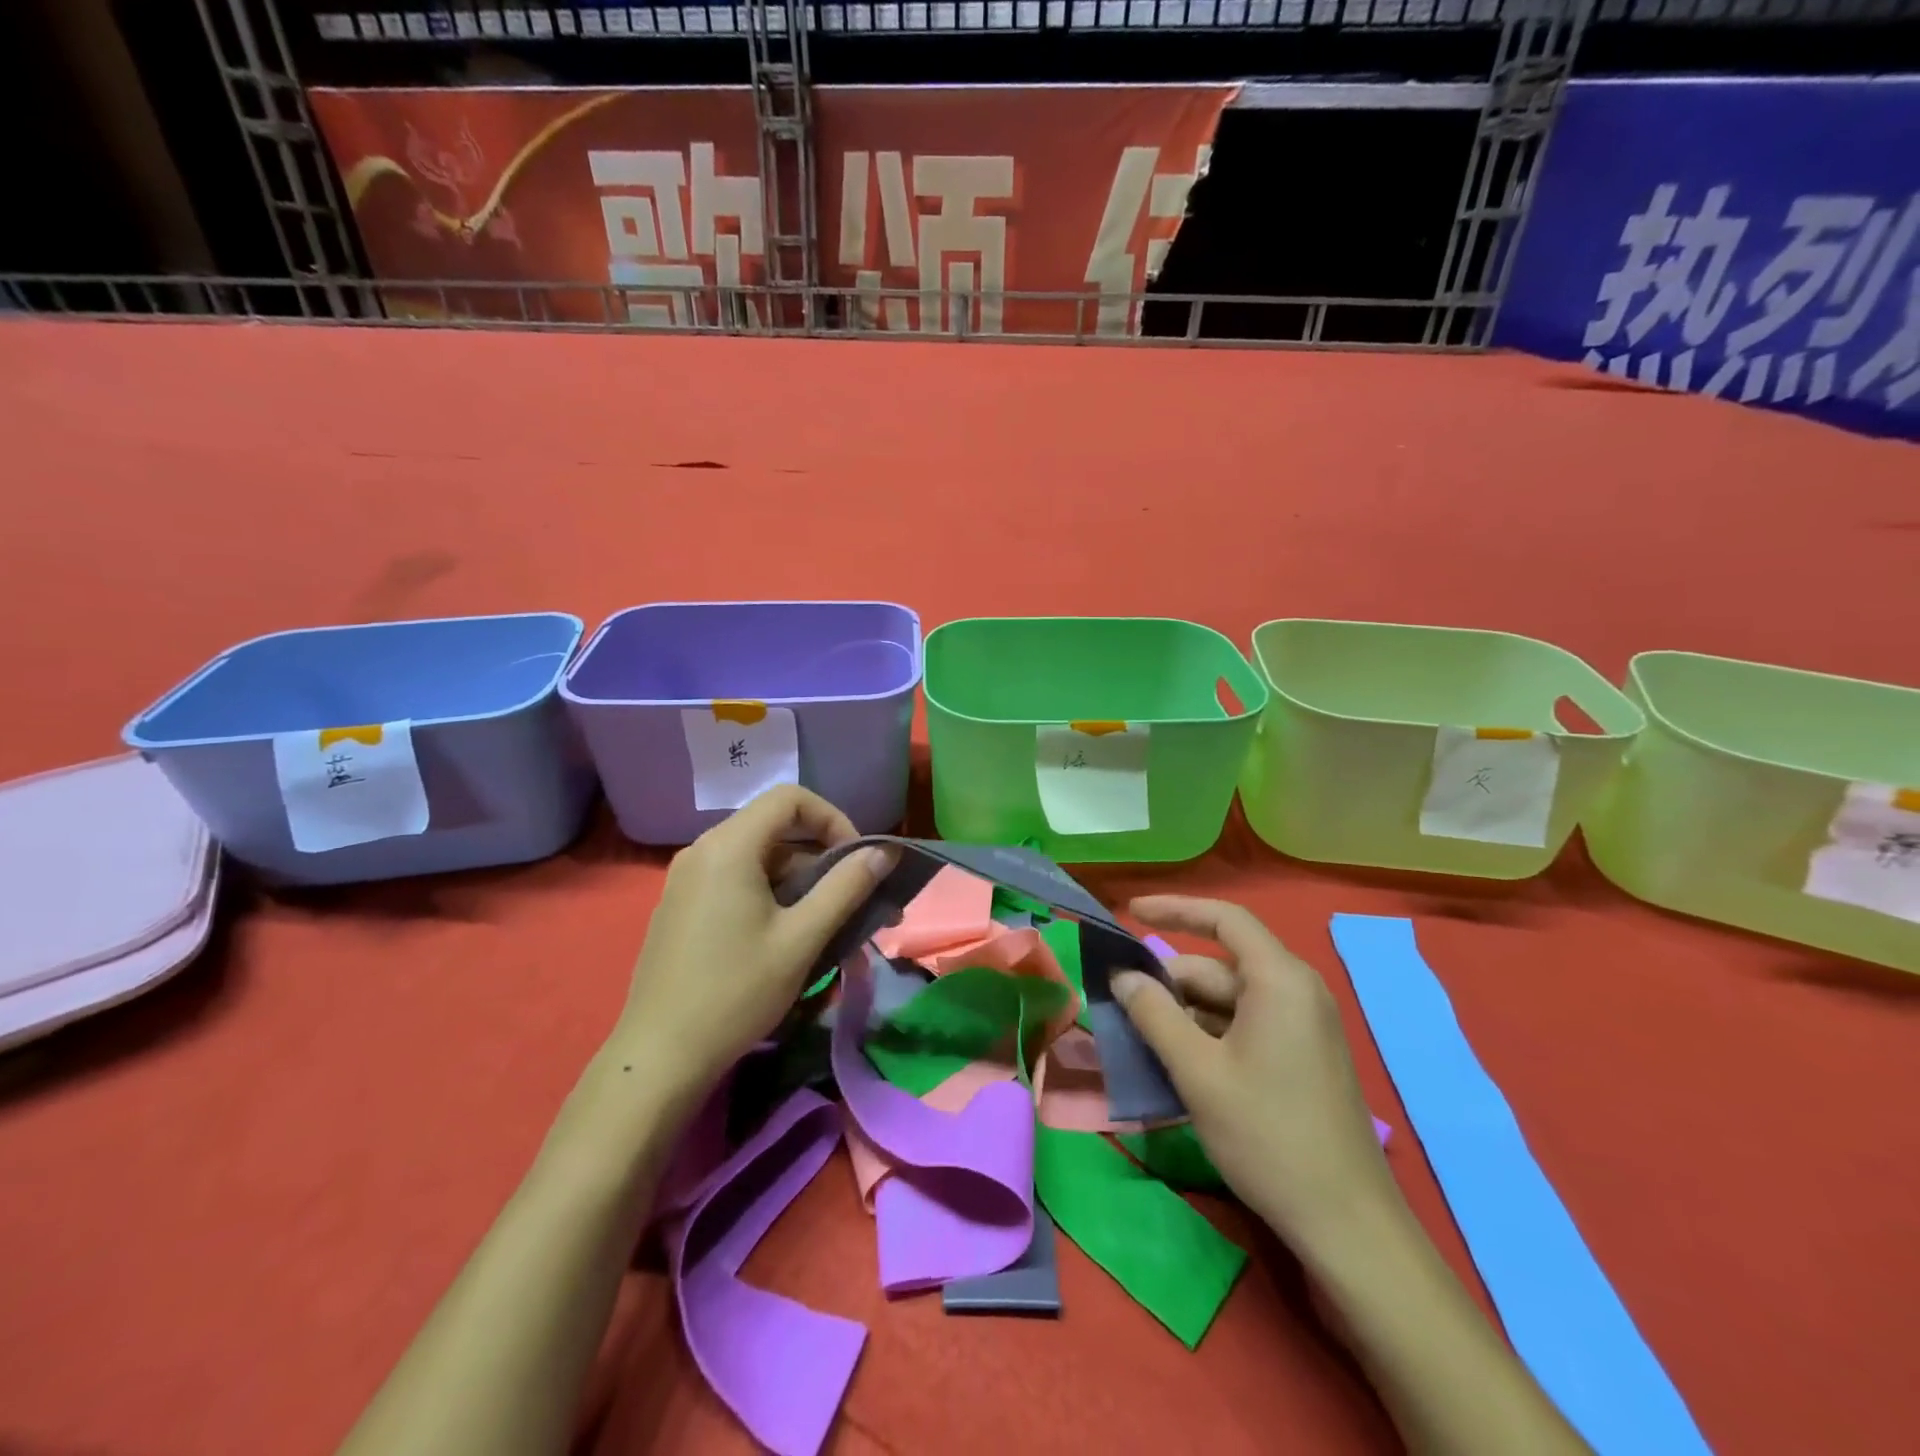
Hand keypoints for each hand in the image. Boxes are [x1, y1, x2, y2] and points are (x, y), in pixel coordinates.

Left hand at [608, 786, 895, 1098]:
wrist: (659, 1058)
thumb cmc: (736, 992)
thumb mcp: (801, 939)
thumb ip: (846, 887)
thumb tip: (884, 851)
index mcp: (728, 846)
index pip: (790, 798)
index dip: (832, 819)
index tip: (856, 860)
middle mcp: (702, 850)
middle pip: (774, 827)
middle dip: (820, 855)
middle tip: (850, 897)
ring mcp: (686, 878)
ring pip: (756, 856)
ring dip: (798, 878)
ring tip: (825, 924)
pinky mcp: (680, 905)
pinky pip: (735, 878)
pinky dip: (769, 892)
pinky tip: (784, 936)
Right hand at [1112, 897, 1395, 1253]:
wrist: (1347, 1224)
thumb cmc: (1268, 1135)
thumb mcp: (1198, 1072)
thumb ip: (1154, 1014)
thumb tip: (1123, 977)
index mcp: (1279, 980)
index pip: (1224, 919)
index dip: (1175, 908)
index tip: (1130, 911)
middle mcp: (1296, 991)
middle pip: (1219, 966)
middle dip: (1169, 981)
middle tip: (1121, 1004)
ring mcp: (1303, 1026)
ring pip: (1229, 1000)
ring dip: (1184, 1013)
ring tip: (1140, 1038)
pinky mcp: (1302, 1056)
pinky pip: (1245, 1026)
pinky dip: (1207, 1034)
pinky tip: (1176, 1063)